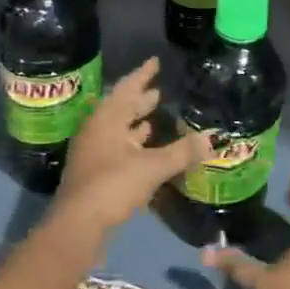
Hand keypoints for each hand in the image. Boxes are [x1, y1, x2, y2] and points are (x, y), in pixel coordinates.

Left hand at [56, 57, 210, 231]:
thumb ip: (182, 152)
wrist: (78, 226)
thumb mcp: (152, 167)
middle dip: (140, 99)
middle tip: (159, 91)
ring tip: (155, 117)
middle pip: (120, 108)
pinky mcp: (94, 174)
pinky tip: (146, 150)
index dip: (143, 74)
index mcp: (106, 119)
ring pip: (118, 130)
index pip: (127, 88)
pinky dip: (133, 145)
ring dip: (135, 123)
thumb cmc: (112, 185)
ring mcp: (93, 153)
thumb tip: (212, 139)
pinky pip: (117, 149)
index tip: (155, 61)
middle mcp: (97, 130)